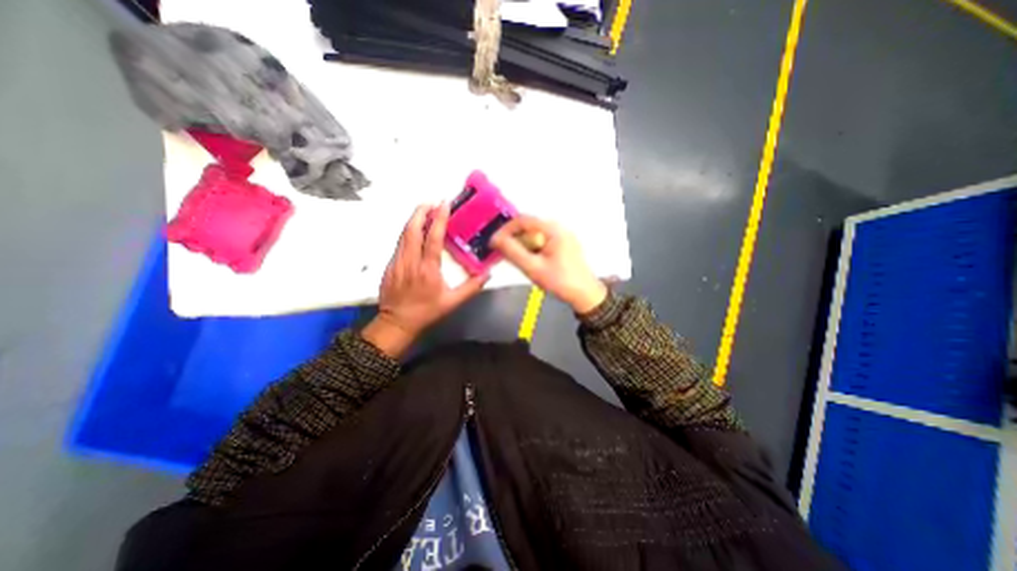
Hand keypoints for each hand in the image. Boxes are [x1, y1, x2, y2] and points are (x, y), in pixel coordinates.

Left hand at [365, 202, 491, 356]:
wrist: (396, 322)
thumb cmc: (427, 312)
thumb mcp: (453, 302)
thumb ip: (471, 287)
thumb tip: (487, 274)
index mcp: (428, 269)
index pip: (432, 238)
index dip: (438, 219)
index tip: (443, 204)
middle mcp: (410, 261)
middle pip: (412, 229)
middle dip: (421, 212)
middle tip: (431, 202)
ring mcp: (397, 262)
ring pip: (403, 234)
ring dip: (413, 220)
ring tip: (423, 211)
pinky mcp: (390, 265)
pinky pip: (399, 243)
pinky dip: (408, 232)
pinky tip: (414, 231)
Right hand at [490, 214, 600, 313]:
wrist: (586, 295)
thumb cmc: (560, 281)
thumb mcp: (533, 268)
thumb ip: (512, 252)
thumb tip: (495, 240)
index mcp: (553, 229)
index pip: (522, 220)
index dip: (505, 229)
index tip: (495, 242)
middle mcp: (559, 228)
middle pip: (529, 226)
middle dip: (514, 238)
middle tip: (503, 253)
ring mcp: (563, 236)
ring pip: (535, 234)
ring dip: (522, 244)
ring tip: (516, 259)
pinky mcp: (564, 245)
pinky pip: (543, 241)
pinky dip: (532, 248)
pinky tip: (530, 261)